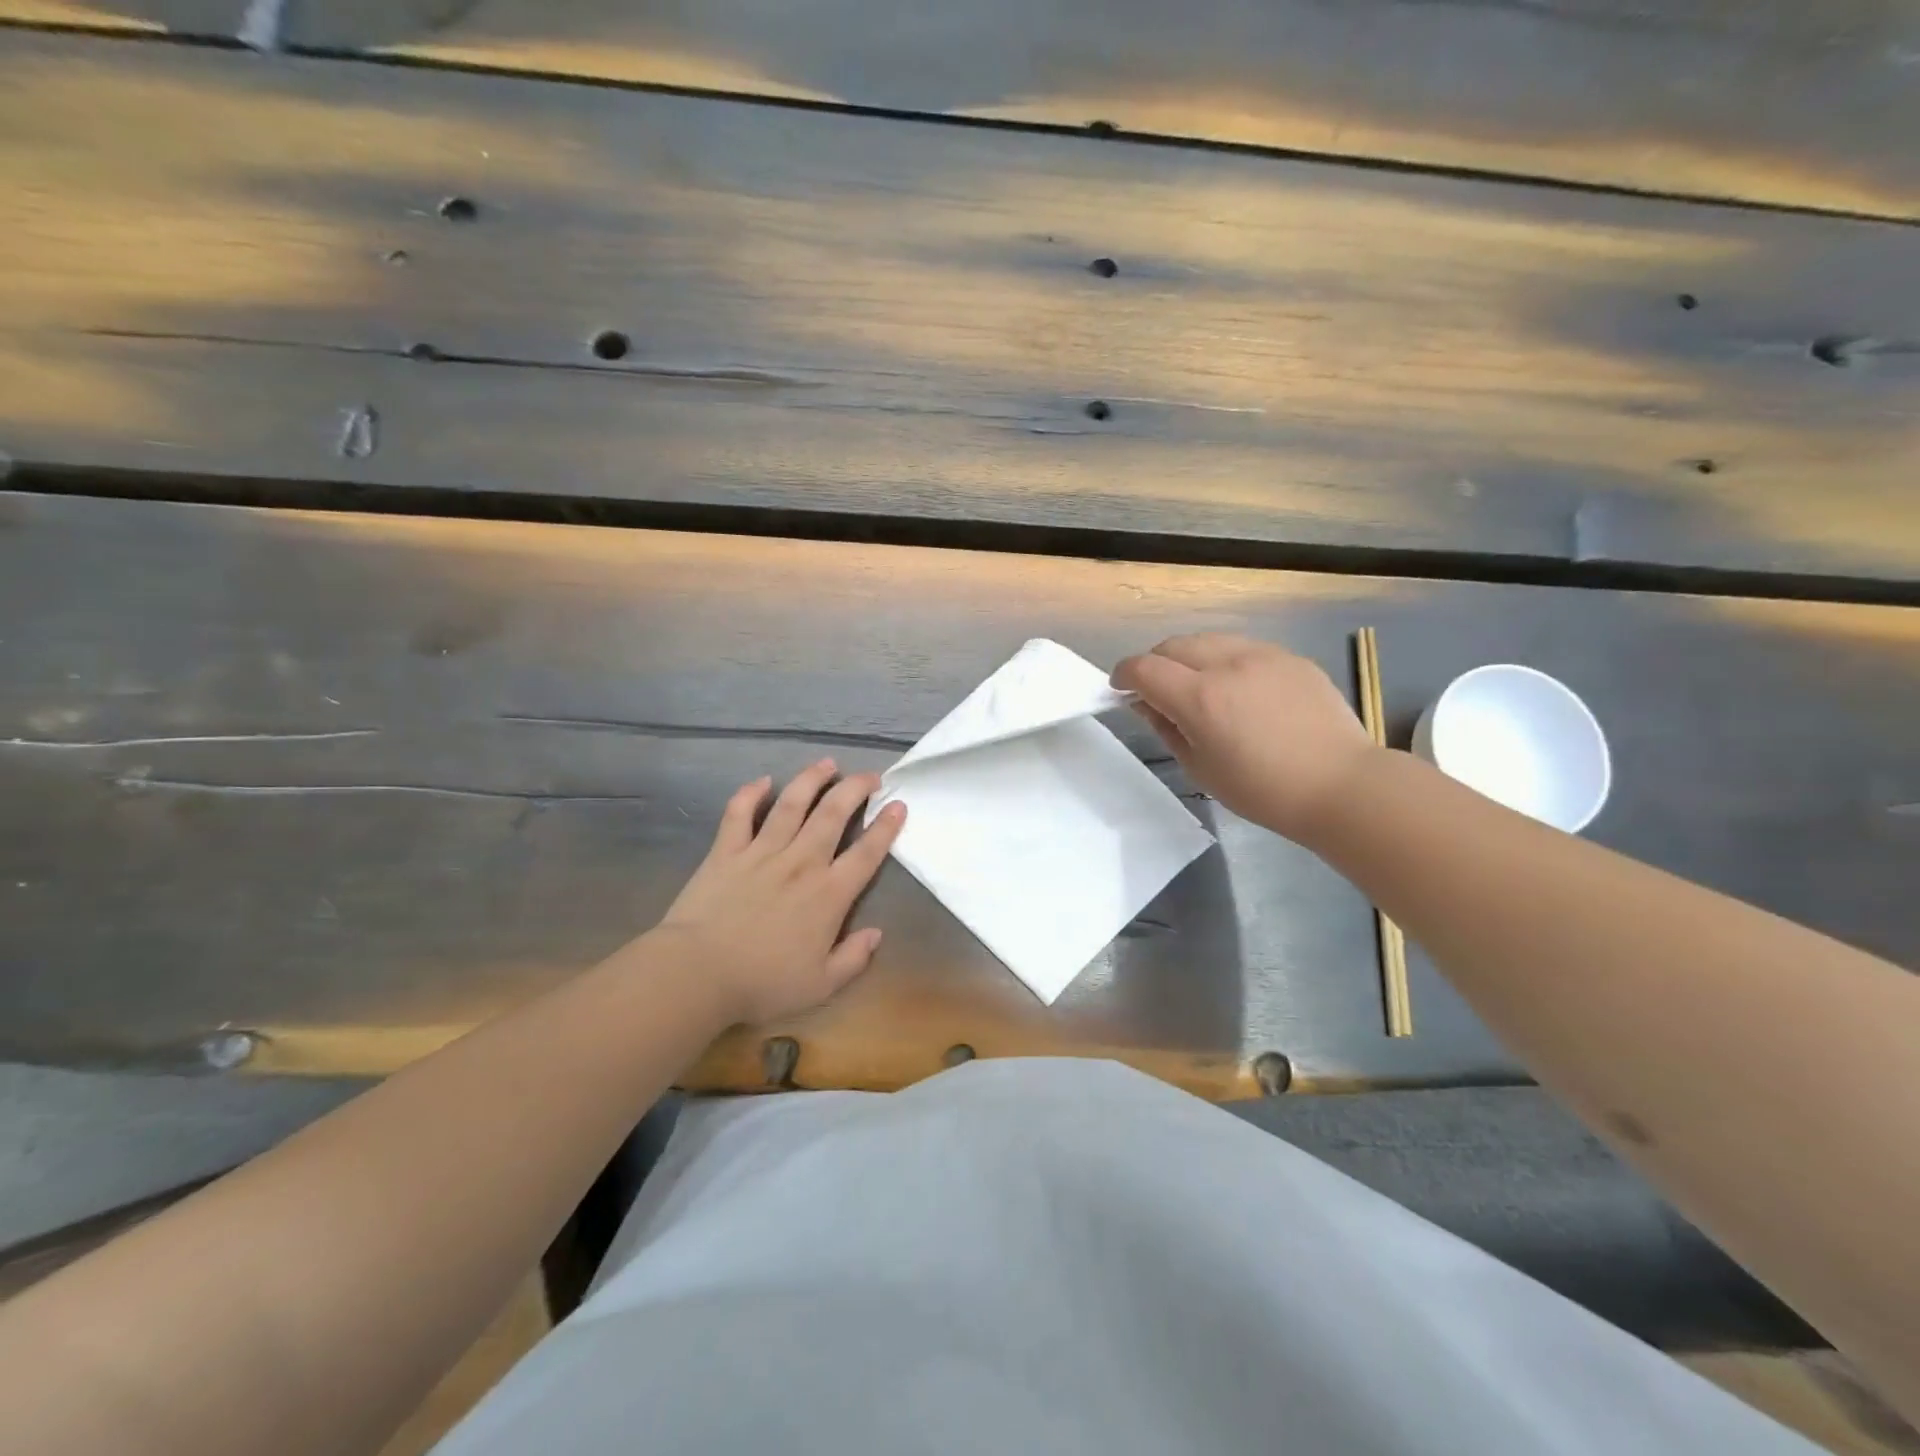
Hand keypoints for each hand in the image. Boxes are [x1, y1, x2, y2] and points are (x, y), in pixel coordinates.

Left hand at [652, 760, 906, 1025]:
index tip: (898, 805)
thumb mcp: (821, 985)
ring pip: (792, 803)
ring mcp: (762, 852)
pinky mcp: (726, 851)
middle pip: (834, 814)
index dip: (886, 827)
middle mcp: (801, 862)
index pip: (867, 853)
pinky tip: (763, 781)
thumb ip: (853, 958)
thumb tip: (876, 934)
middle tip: (871, 776)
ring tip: (827, 763)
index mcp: (829, 894)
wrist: (698, 973)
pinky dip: (751, 794)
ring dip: (812, 779)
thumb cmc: (763, 983)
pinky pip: (739, 813)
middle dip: (856, 789)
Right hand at [1111, 634, 1379, 843]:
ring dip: (1189, 656)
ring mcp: (1263, 655)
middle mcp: (1228, 664)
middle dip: (1154, 662)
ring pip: (1208, 639)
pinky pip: (1242, 647)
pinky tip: (1236, 688)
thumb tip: (1146, 704)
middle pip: (1173, 644)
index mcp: (1200, 698)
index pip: (1144, 668)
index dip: (1123, 674)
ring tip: (1195, 684)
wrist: (1341, 785)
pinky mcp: (1290, 657)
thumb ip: (1167, 728)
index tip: (1120, 688)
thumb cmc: (1263, 790)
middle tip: (1156, 689)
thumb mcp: (1201, 768)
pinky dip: (1224, 659)